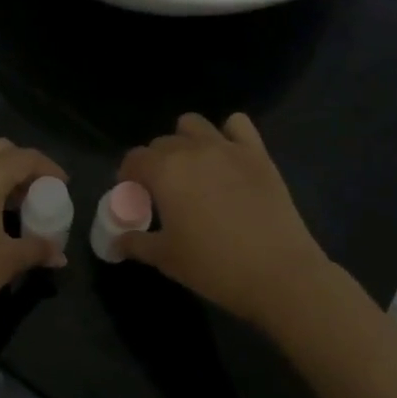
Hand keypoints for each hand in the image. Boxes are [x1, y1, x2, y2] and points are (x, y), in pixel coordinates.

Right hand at [118, 112, 333, 332]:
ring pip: (194, 125)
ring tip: (192, 170)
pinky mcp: (258, 153)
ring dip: (186, 141)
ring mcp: (228, 147)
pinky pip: (237, 124)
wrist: (279, 273)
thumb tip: (117, 241)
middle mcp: (193, 149)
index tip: (134, 197)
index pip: (134, 159)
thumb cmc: (214, 267)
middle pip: (162, 142)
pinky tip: (227, 157)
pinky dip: (228, 134)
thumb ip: (136, 242)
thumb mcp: (166, 258)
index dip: (128, 177)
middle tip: (162, 193)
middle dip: (155, 163)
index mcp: (165, 171)